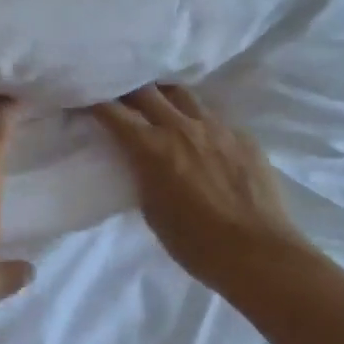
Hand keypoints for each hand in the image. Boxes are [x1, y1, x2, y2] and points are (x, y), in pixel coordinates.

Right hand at [91, 85, 316, 295]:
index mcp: (152, 147)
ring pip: (182, 94)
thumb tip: (141, 159)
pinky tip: (200, 135)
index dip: (94, 101)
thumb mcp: (152, 210)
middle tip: (118, 93)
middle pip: (146, 90)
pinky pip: (213, 117)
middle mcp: (181, 127)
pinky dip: (198, 120)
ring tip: (158, 102)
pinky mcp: (242, 136)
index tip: (84, 97)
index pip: (113, 111)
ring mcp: (216, 128)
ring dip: (164, 95)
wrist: (259, 255)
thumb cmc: (196, 244)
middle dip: (127, 89)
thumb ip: (143, 174)